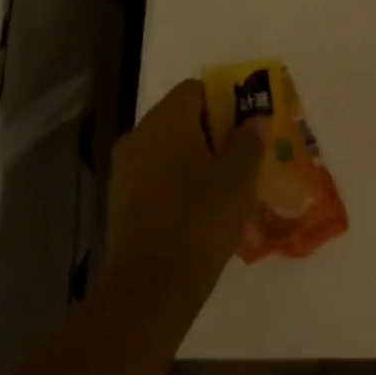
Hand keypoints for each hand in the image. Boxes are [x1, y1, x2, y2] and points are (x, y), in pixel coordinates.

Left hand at [102, 80, 263, 311]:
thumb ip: (249, 139)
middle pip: (181, 116)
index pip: (197, 89)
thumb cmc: (201, 220)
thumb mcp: (240, 177)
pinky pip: (157, 173)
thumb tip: (254, 119)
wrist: (151, 285)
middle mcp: (139, 135)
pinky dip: (179, 179)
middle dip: (214, 131)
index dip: (226, 101)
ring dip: (197, 157)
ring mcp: (125, 168)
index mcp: (167, 120)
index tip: (248, 128)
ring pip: (169, 147)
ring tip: (227, 185)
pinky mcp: (121, 198)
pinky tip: (202, 208)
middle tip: (244, 157)